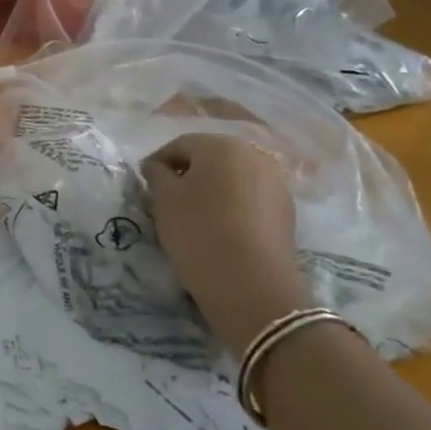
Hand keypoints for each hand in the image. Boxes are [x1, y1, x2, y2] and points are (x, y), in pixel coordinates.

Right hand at [143, 134, 311, 363]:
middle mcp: (253, 155)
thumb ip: (156, 174)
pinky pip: (250, 197)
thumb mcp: (163, 200)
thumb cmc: (198, 232)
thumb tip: (157, 166)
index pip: (180, 145)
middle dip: (187, 175)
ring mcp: (275, 181)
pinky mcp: (286, 209)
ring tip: (194, 216)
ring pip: (232, 178)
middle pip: (210, 158)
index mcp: (221, 146)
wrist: (251, 284)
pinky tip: (221, 229)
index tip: (144, 184)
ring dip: (211, 190)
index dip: (157, 162)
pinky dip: (233, 206)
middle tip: (166, 200)